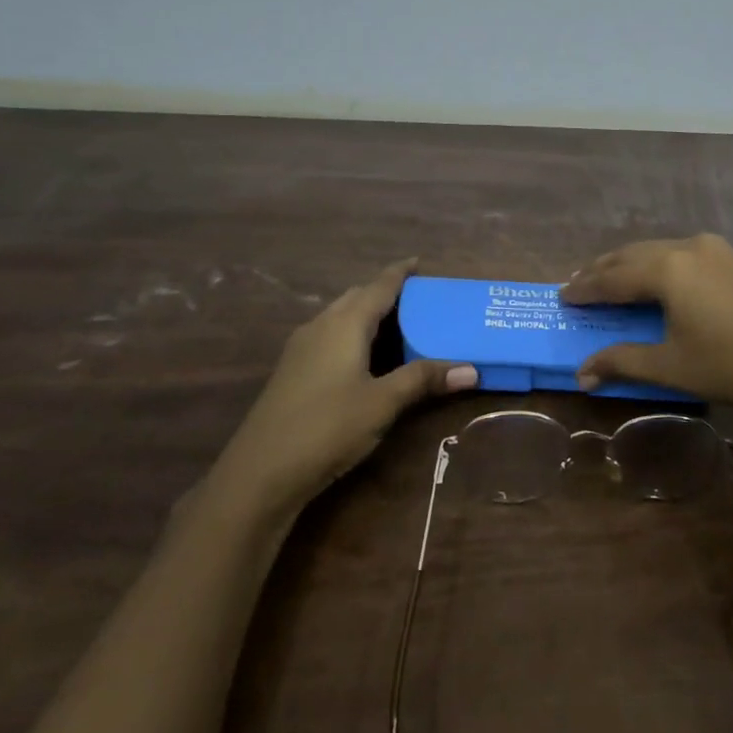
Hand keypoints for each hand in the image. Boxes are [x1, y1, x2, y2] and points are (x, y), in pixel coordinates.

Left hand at [222, 260, 474, 507]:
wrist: (260, 472)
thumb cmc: (327, 427)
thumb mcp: (383, 403)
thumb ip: (423, 380)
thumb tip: (472, 370)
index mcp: (344, 323)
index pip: (378, 286)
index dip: (400, 272)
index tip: (419, 261)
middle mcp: (320, 326)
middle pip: (357, 297)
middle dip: (385, 292)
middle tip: (418, 299)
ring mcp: (301, 349)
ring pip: (340, 317)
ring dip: (368, 314)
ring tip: (399, 324)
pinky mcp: (293, 371)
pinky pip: (330, 336)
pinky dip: (353, 334)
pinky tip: (366, 356)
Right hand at [562, 234, 732, 419]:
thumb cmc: (732, 365)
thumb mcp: (671, 366)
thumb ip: (623, 362)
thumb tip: (582, 374)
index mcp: (667, 269)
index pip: (612, 277)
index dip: (584, 288)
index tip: (562, 296)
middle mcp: (687, 247)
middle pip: (632, 255)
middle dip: (603, 270)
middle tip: (578, 285)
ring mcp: (716, 250)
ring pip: (658, 250)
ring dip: (630, 264)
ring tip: (611, 280)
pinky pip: (682, 254)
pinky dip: (658, 265)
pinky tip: (658, 280)